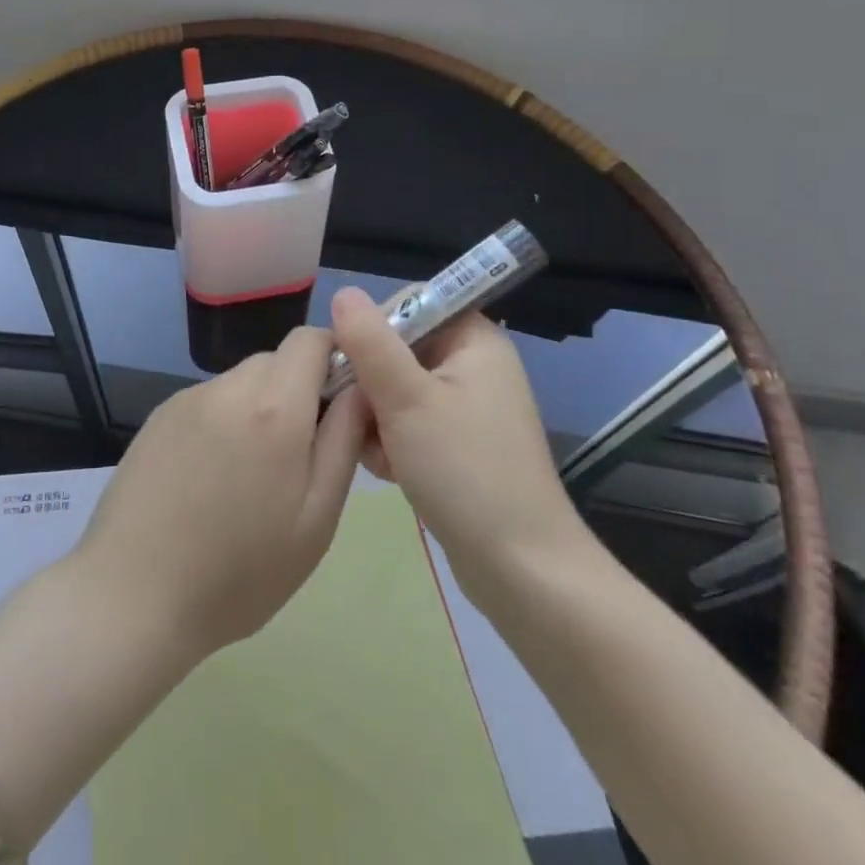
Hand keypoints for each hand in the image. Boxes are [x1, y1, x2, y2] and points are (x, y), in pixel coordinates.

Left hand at [71, 326, 369, 660]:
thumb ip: (343, 442)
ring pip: (242, 381)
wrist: (131, 596)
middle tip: (298, 456)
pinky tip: (210, 477)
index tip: (341, 405)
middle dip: (298, 391)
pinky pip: (210, 401)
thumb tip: (361, 389)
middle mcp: (228, 387)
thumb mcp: (315, 519)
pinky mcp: (159, 416)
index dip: (335, 359)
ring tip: (250, 476)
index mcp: (273, 407)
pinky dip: (224, 421)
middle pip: (277, 360)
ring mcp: (187, 398)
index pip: (312, 339)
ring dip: (260, 408)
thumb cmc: (239, 572)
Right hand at [329, 287, 597, 597]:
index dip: (373, 326)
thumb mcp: (407, 399)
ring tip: (376, 453)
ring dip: (377, 417)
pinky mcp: (462, 445)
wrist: (522, 571)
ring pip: (399, 389)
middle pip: (400, 349)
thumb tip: (342, 293)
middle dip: (371, 383)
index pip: (412, 304)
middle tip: (360, 417)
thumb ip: (370, 342)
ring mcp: (470, 408)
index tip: (349, 362)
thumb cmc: (465, 471)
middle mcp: (475, 365)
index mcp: (474, 340)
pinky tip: (387, 471)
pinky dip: (394, 441)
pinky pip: (412, 423)